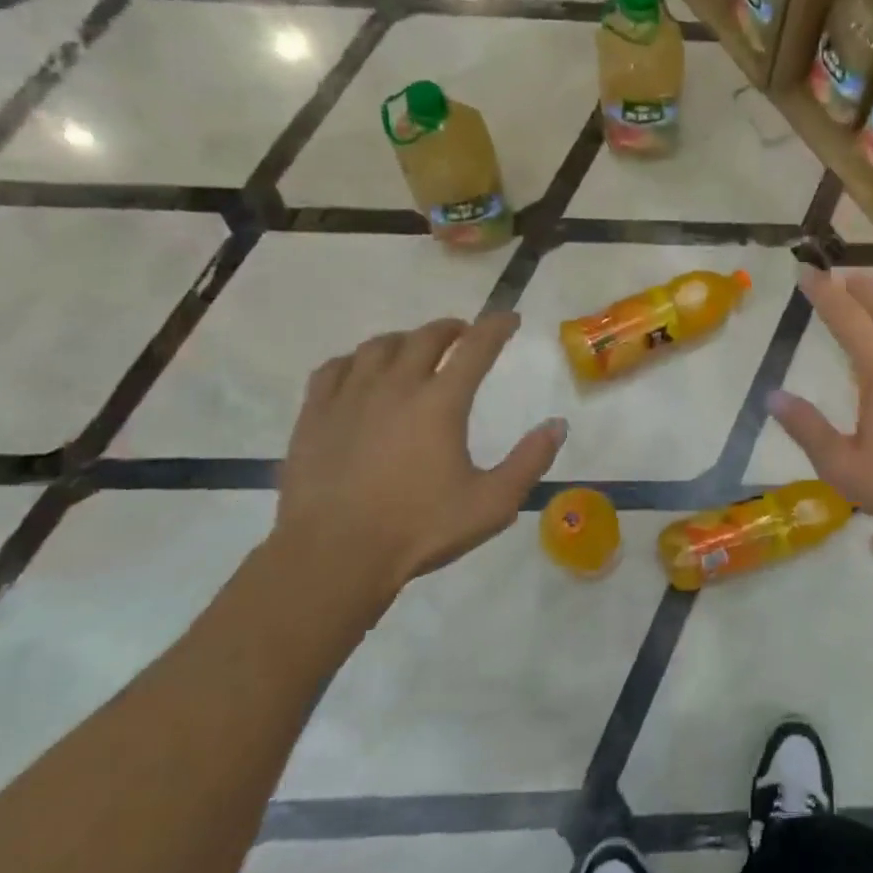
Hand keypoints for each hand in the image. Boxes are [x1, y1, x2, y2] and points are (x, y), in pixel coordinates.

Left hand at [273, 314, 566, 610]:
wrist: (334, 555)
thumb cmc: (420, 529)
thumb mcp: (493, 503)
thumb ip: (530, 461)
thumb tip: (558, 424)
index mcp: (441, 403)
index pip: (476, 347)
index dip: (497, 327)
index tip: (510, 318)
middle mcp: (395, 386)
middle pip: (425, 337)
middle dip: (451, 328)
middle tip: (464, 334)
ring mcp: (350, 397)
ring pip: (378, 346)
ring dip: (404, 340)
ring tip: (414, 349)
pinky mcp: (315, 415)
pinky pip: (334, 368)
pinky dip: (356, 360)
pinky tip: (360, 372)